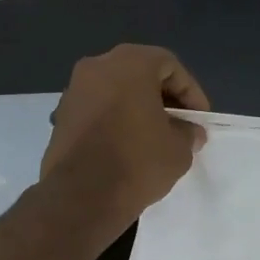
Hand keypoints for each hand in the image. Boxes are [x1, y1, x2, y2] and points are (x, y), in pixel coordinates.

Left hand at [40, 44, 209, 228]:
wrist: (81, 196)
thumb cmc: (137, 162)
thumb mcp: (178, 149)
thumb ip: (188, 132)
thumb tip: (189, 132)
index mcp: (130, 63)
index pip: (170, 66)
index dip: (190, 92)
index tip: (198, 119)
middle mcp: (97, 66)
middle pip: (139, 73)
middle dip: (162, 97)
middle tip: (178, 124)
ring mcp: (74, 90)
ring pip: (115, 90)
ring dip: (136, 107)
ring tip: (152, 136)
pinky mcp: (60, 115)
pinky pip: (96, 108)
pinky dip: (113, 119)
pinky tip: (125, 145)